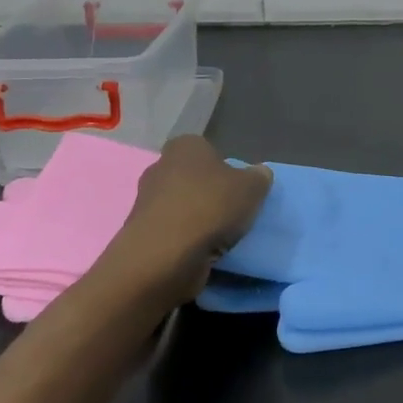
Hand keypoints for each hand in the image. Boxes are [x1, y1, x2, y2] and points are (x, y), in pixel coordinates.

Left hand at [114, 137, 272, 307]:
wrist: (165, 256)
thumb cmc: (210, 208)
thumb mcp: (252, 187)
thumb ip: (259, 177)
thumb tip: (259, 174)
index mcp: (185, 147)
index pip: (207, 150)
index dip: (224, 167)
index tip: (238, 187)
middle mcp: (160, 167)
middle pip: (193, 179)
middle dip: (209, 193)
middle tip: (233, 211)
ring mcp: (147, 202)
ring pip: (182, 207)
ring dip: (198, 220)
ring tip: (221, 237)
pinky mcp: (142, 234)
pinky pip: (172, 232)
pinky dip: (186, 241)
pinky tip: (202, 252)